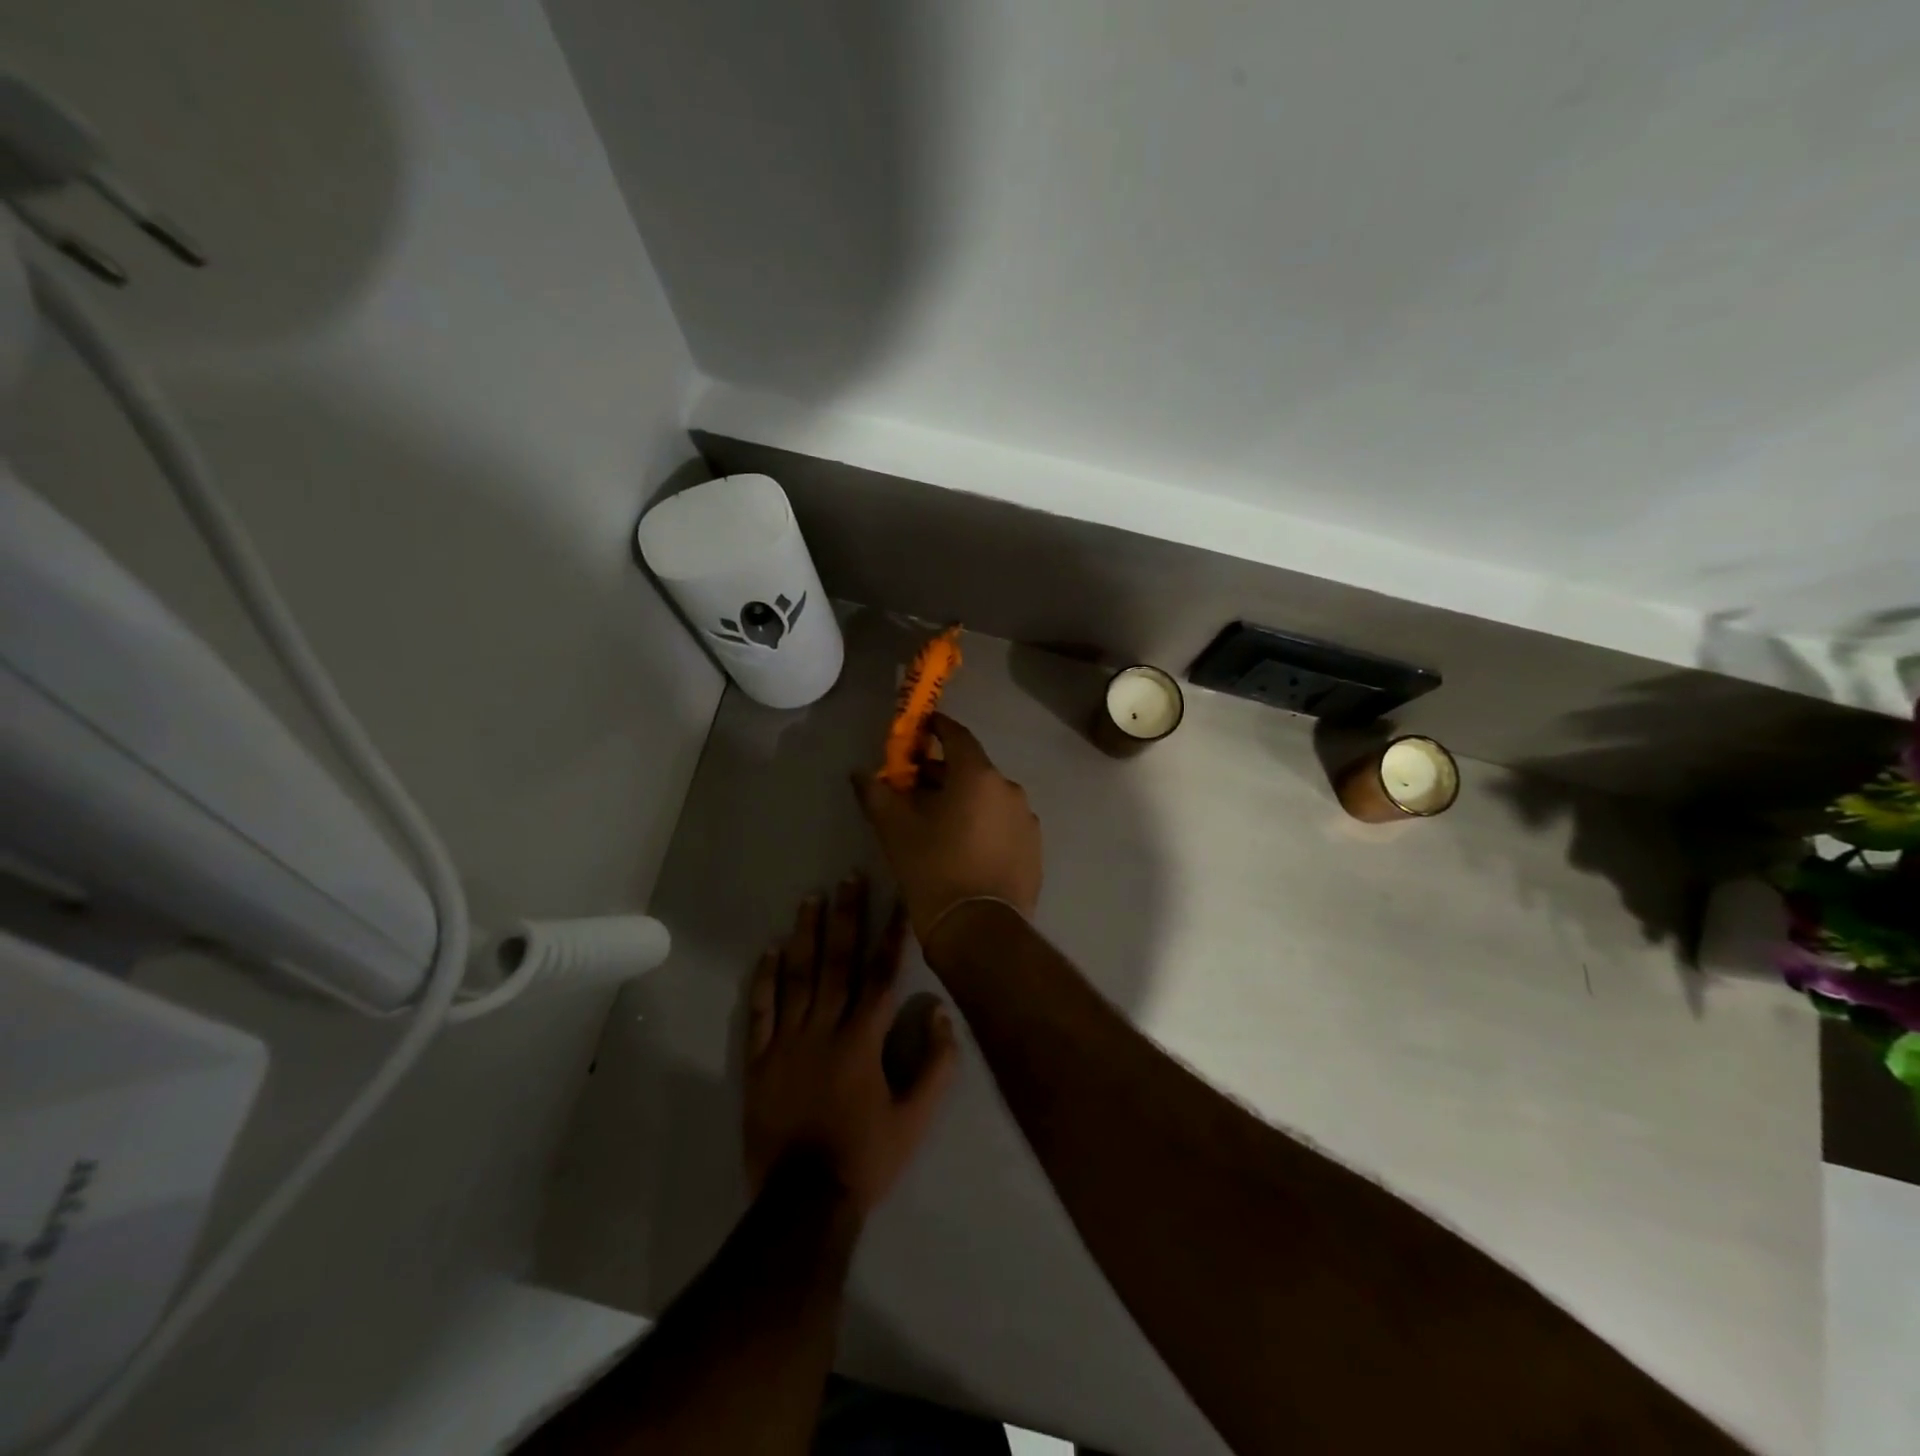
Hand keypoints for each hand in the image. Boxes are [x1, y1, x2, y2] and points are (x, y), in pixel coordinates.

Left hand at [744, 876, 958, 1215]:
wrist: (802, 1202)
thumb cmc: (865, 1157)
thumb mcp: (915, 1120)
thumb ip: (935, 1067)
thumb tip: (943, 1016)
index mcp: (863, 1041)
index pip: (881, 976)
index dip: (892, 936)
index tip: (898, 900)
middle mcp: (824, 1029)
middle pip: (837, 963)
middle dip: (846, 917)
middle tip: (849, 878)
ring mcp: (786, 1042)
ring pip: (797, 977)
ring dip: (806, 934)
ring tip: (811, 898)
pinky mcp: (758, 1060)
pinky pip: (760, 1010)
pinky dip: (765, 979)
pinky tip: (770, 950)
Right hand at [855, 714, 1042, 947]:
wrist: (979, 930)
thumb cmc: (933, 869)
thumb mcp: (895, 830)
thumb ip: (876, 793)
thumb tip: (859, 773)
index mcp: (978, 776)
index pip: (957, 736)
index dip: (937, 728)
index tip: (921, 728)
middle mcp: (1009, 789)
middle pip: (972, 769)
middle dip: (943, 773)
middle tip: (915, 788)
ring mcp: (1026, 820)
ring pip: (989, 798)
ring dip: (965, 800)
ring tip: (937, 822)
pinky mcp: (1034, 849)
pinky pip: (1003, 824)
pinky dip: (984, 824)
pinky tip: (964, 847)